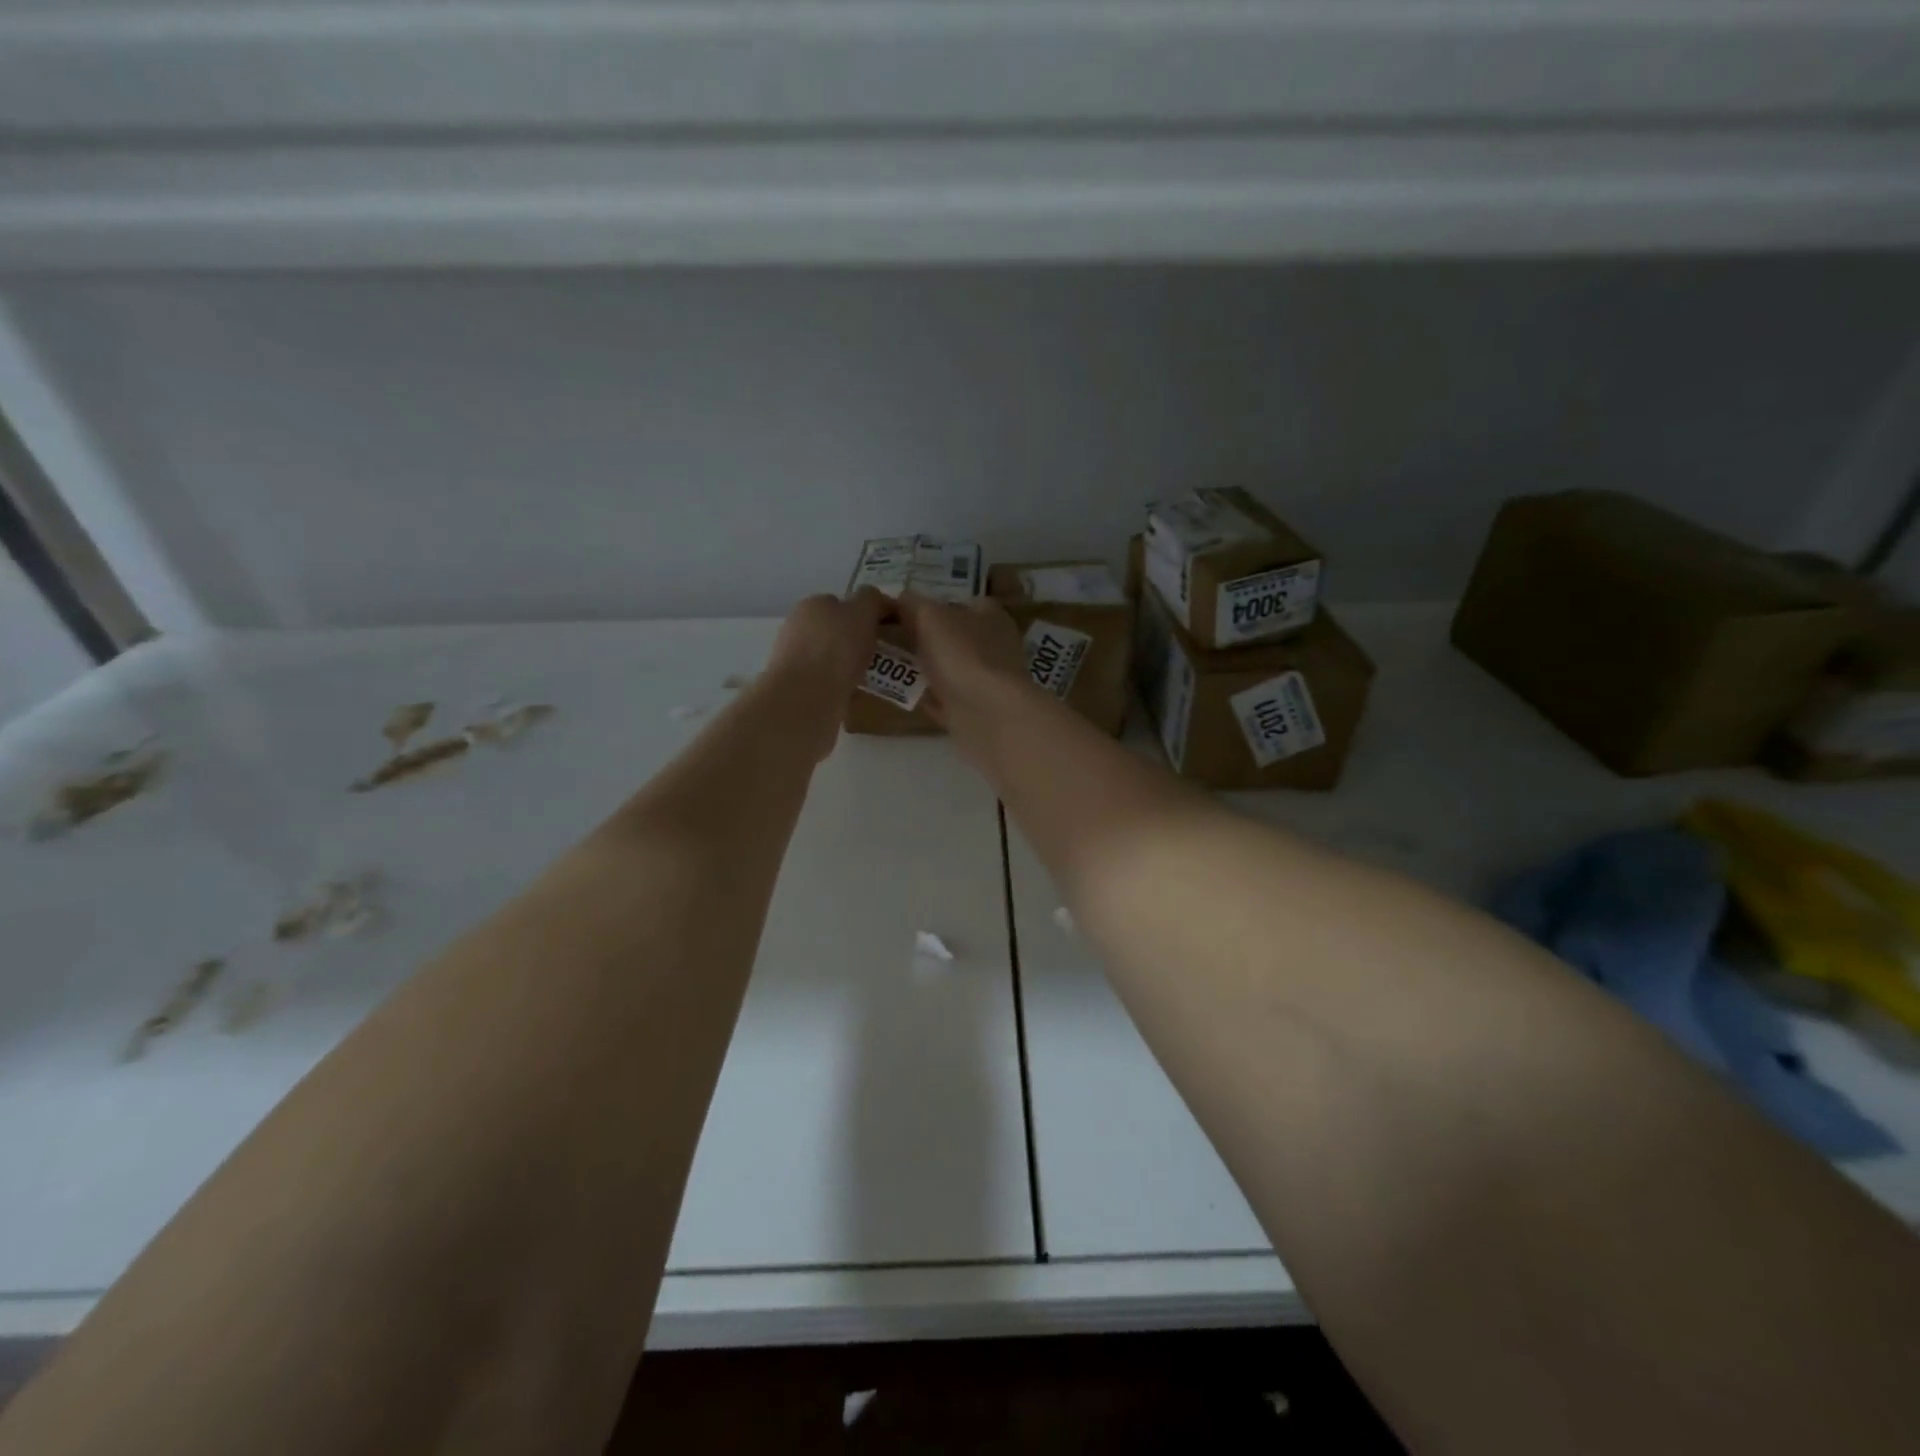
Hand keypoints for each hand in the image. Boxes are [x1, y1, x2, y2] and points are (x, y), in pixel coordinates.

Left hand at [764, 588, 889, 758]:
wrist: (806, 697)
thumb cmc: (836, 646)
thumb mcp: (862, 611)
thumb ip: (871, 600)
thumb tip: (875, 600)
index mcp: (811, 604)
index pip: (842, 603)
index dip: (866, 613)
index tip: (887, 630)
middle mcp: (797, 627)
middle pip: (835, 630)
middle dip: (856, 640)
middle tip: (882, 655)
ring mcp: (793, 659)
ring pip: (830, 657)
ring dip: (849, 664)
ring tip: (874, 677)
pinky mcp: (796, 688)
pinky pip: (826, 682)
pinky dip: (841, 685)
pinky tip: (856, 694)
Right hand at [895, 590, 1036, 737]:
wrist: (988, 714)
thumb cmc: (963, 654)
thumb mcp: (930, 616)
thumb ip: (913, 604)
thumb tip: (900, 598)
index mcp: (990, 615)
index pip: (963, 601)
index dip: (934, 602)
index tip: (903, 610)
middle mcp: (994, 645)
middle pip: (955, 636)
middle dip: (926, 638)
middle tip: (890, 638)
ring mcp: (987, 681)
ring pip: (951, 669)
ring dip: (927, 669)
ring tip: (891, 665)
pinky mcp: (977, 711)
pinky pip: (947, 700)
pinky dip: (930, 698)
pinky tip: (907, 696)